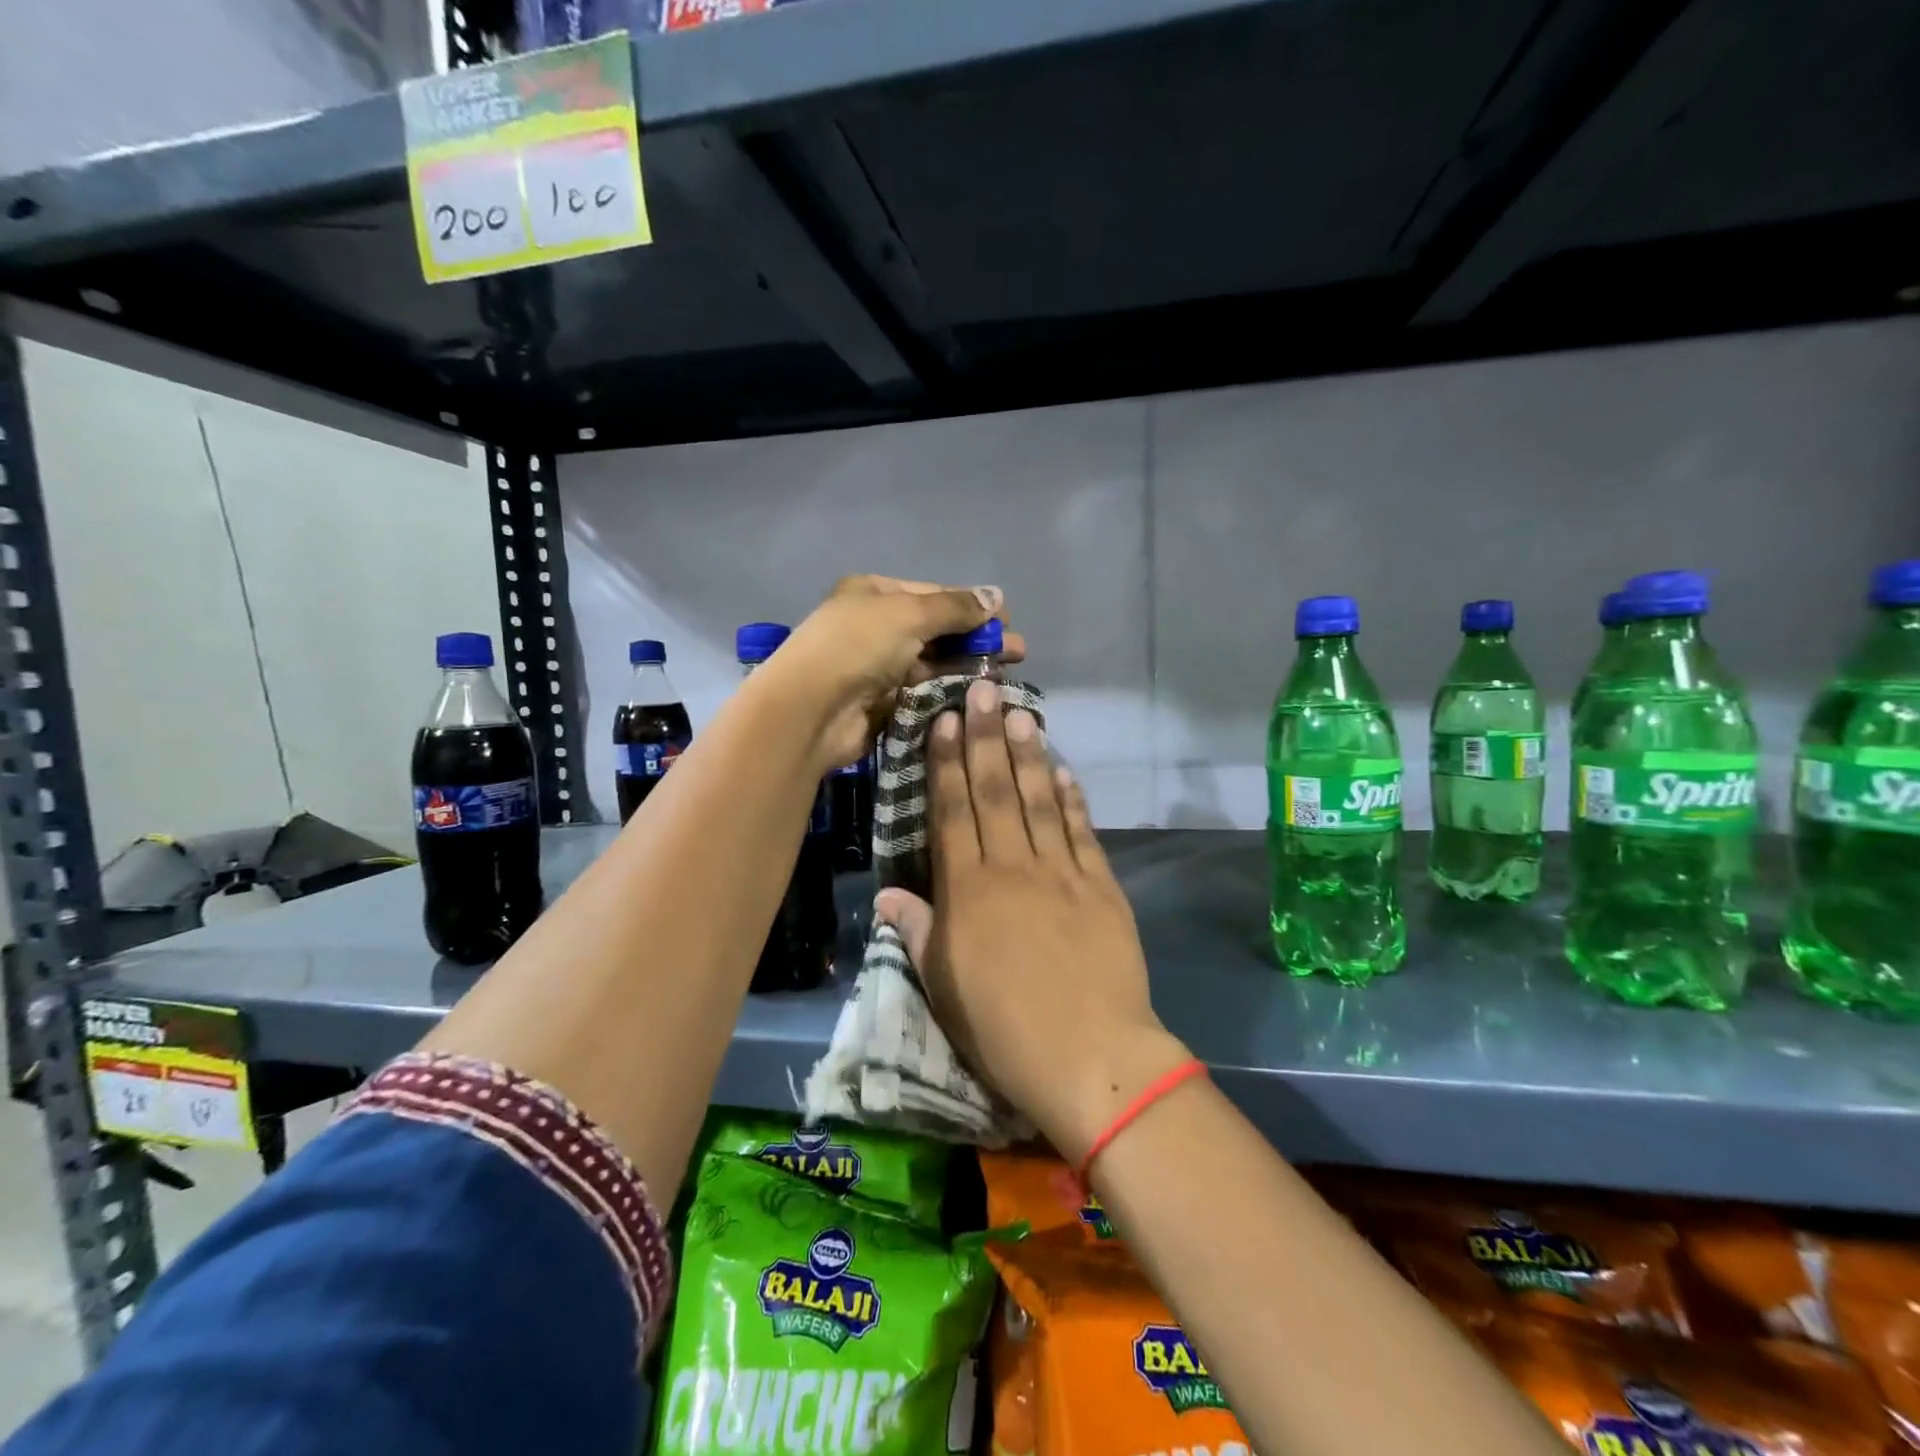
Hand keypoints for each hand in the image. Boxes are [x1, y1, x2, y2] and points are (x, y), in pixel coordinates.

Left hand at [773, 575, 1025, 770]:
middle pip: (936, 629)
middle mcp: (875, 626)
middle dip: (977, 638)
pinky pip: (923, 691)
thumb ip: (955, 607)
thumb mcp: (909, 613)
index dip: (972, 605)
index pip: (933, 594)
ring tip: (1005, 675)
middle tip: (1018, 652)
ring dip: (967, 666)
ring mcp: (878, 666)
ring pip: (932, 662)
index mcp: (874, 593)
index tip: (1008, 618)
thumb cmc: (858, 646)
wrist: (811, 710)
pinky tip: (978, 694)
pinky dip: (949, 690)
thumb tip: (996, 595)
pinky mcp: (882, 702)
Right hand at [875, 679, 1189, 1162]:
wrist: (1092, 1056)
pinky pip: (1083, 833)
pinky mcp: (1102, 887)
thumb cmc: (1003, 1029)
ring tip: (1023, 713)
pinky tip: (1066, 771)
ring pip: (1041, 801)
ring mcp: (1062, 873)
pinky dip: (1074, 800)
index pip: (953, 812)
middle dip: (987, 737)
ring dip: (1030, 755)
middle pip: (996, 792)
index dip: (946, 763)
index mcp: (969, 891)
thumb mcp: (943, 986)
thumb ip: (916, 932)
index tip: (945, 721)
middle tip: (985, 690)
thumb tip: (887, 895)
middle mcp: (1013, 868)